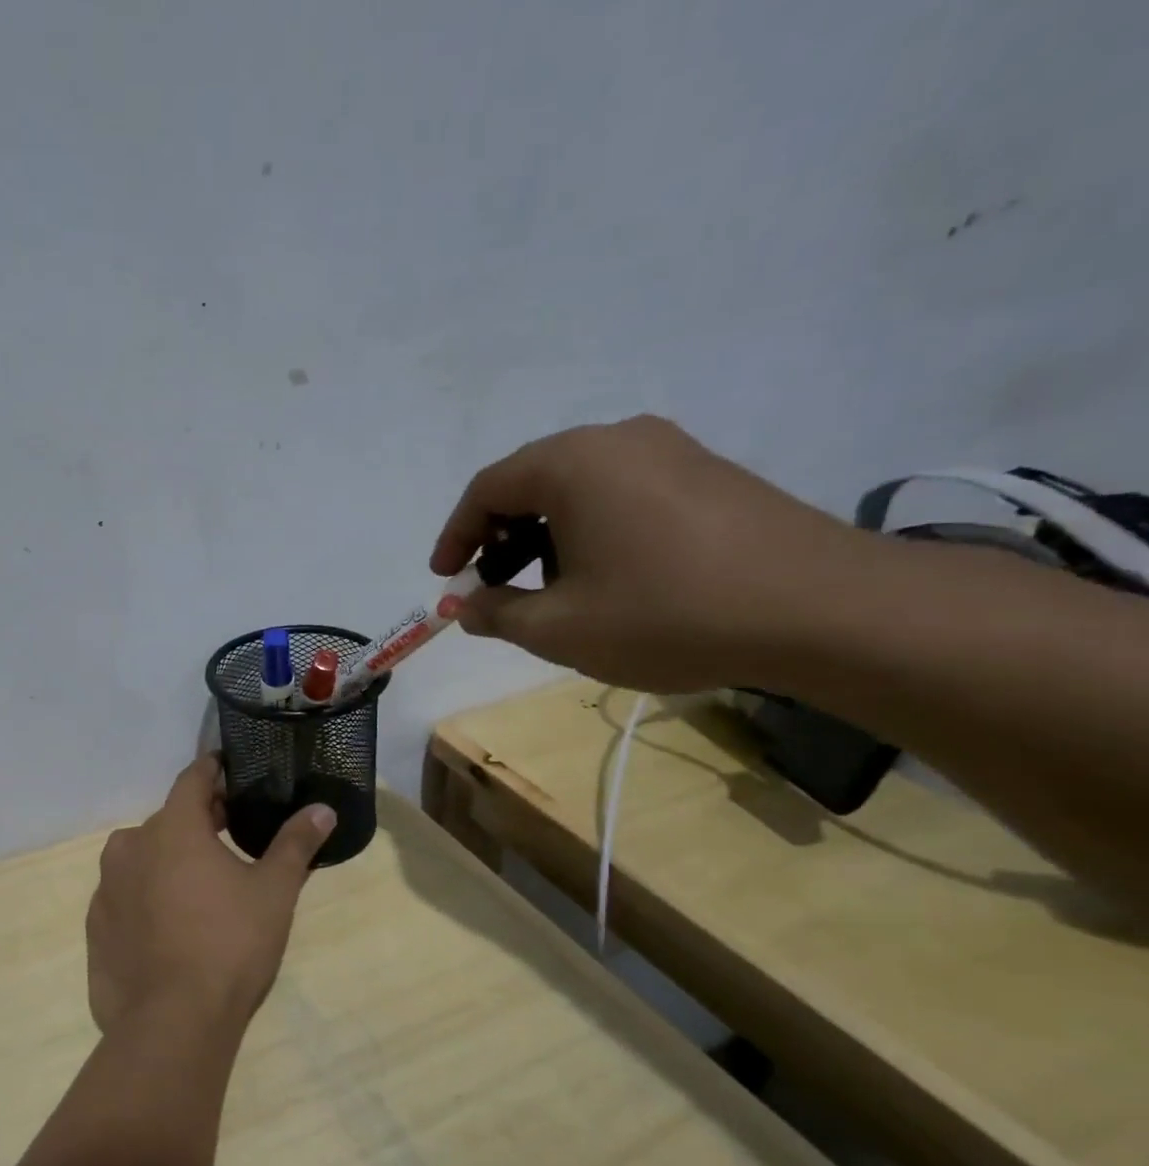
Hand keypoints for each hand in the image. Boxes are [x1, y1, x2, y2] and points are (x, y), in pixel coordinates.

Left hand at [85, 756, 335, 1040]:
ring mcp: (106, 888)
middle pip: (168, 819)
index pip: (192, 779)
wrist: (172, 1024)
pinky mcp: (95, 927)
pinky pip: (126, 896)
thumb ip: (295, 844)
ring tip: (201, 885)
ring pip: (143, 858)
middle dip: (198, 821)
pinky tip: (171, 926)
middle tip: (231, 834)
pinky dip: (147, 897)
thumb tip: (322, 810)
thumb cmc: (230, 945)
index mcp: (171, 828)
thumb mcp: (273, 892)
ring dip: (169, 860)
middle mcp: (130, 847)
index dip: (214, 771)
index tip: (231, 773)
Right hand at [431, 415, 867, 692]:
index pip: (488, 488)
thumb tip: (467, 605)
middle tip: (491, 587)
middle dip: (498, 537)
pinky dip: (589, 530)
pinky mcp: (706, 472)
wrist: (819, 610)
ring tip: (545, 590)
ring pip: (578, 487)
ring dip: (544, 536)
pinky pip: (621, 492)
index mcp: (572, 463)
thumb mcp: (559, 627)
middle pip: (532, 481)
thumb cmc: (666, 614)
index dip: (455, 535)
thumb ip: (497, 613)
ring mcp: (670, 450)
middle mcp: (618, 439)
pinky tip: (601, 576)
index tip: (444, 578)